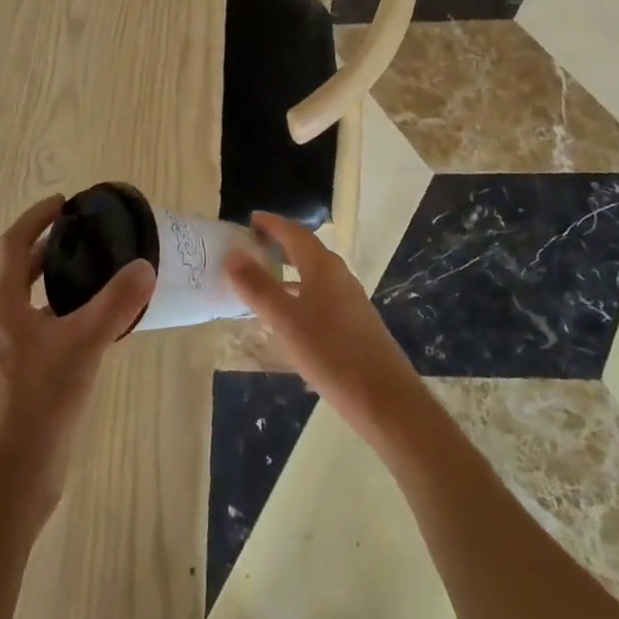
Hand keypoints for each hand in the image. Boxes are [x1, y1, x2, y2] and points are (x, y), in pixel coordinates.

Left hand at [0, 195, 155, 523]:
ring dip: (60, 281)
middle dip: (50, 247)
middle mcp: (1, 322)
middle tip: (89, 235)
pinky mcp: (24, 378)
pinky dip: (68, 313)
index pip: (13, 245)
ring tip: (102, 272)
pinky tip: (100, 323)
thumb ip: (115, 304)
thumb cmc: (37, 402)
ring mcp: (11, 352)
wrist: (9, 480)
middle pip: (21, 271)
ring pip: (35, 301)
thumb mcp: (81, 345)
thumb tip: (144, 266)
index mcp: (2, 305)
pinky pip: (46, 329)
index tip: (65, 203)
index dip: (36, 219)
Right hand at [224, 212, 424, 438]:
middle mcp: (338, 275)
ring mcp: (349, 299)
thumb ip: (259, 287)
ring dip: (288, 271)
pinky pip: (319, 295)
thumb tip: (233, 255)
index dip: (272, 224)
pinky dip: (299, 293)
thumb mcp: (286, 321)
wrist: (385, 398)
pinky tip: (288, 317)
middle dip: (279, 245)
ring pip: (313, 274)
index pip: (294, 233)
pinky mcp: (354, 322)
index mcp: (323, 266)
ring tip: (262, 281)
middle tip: (251, 247)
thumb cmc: (331, 353)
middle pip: (305, 250)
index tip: (250, 220)